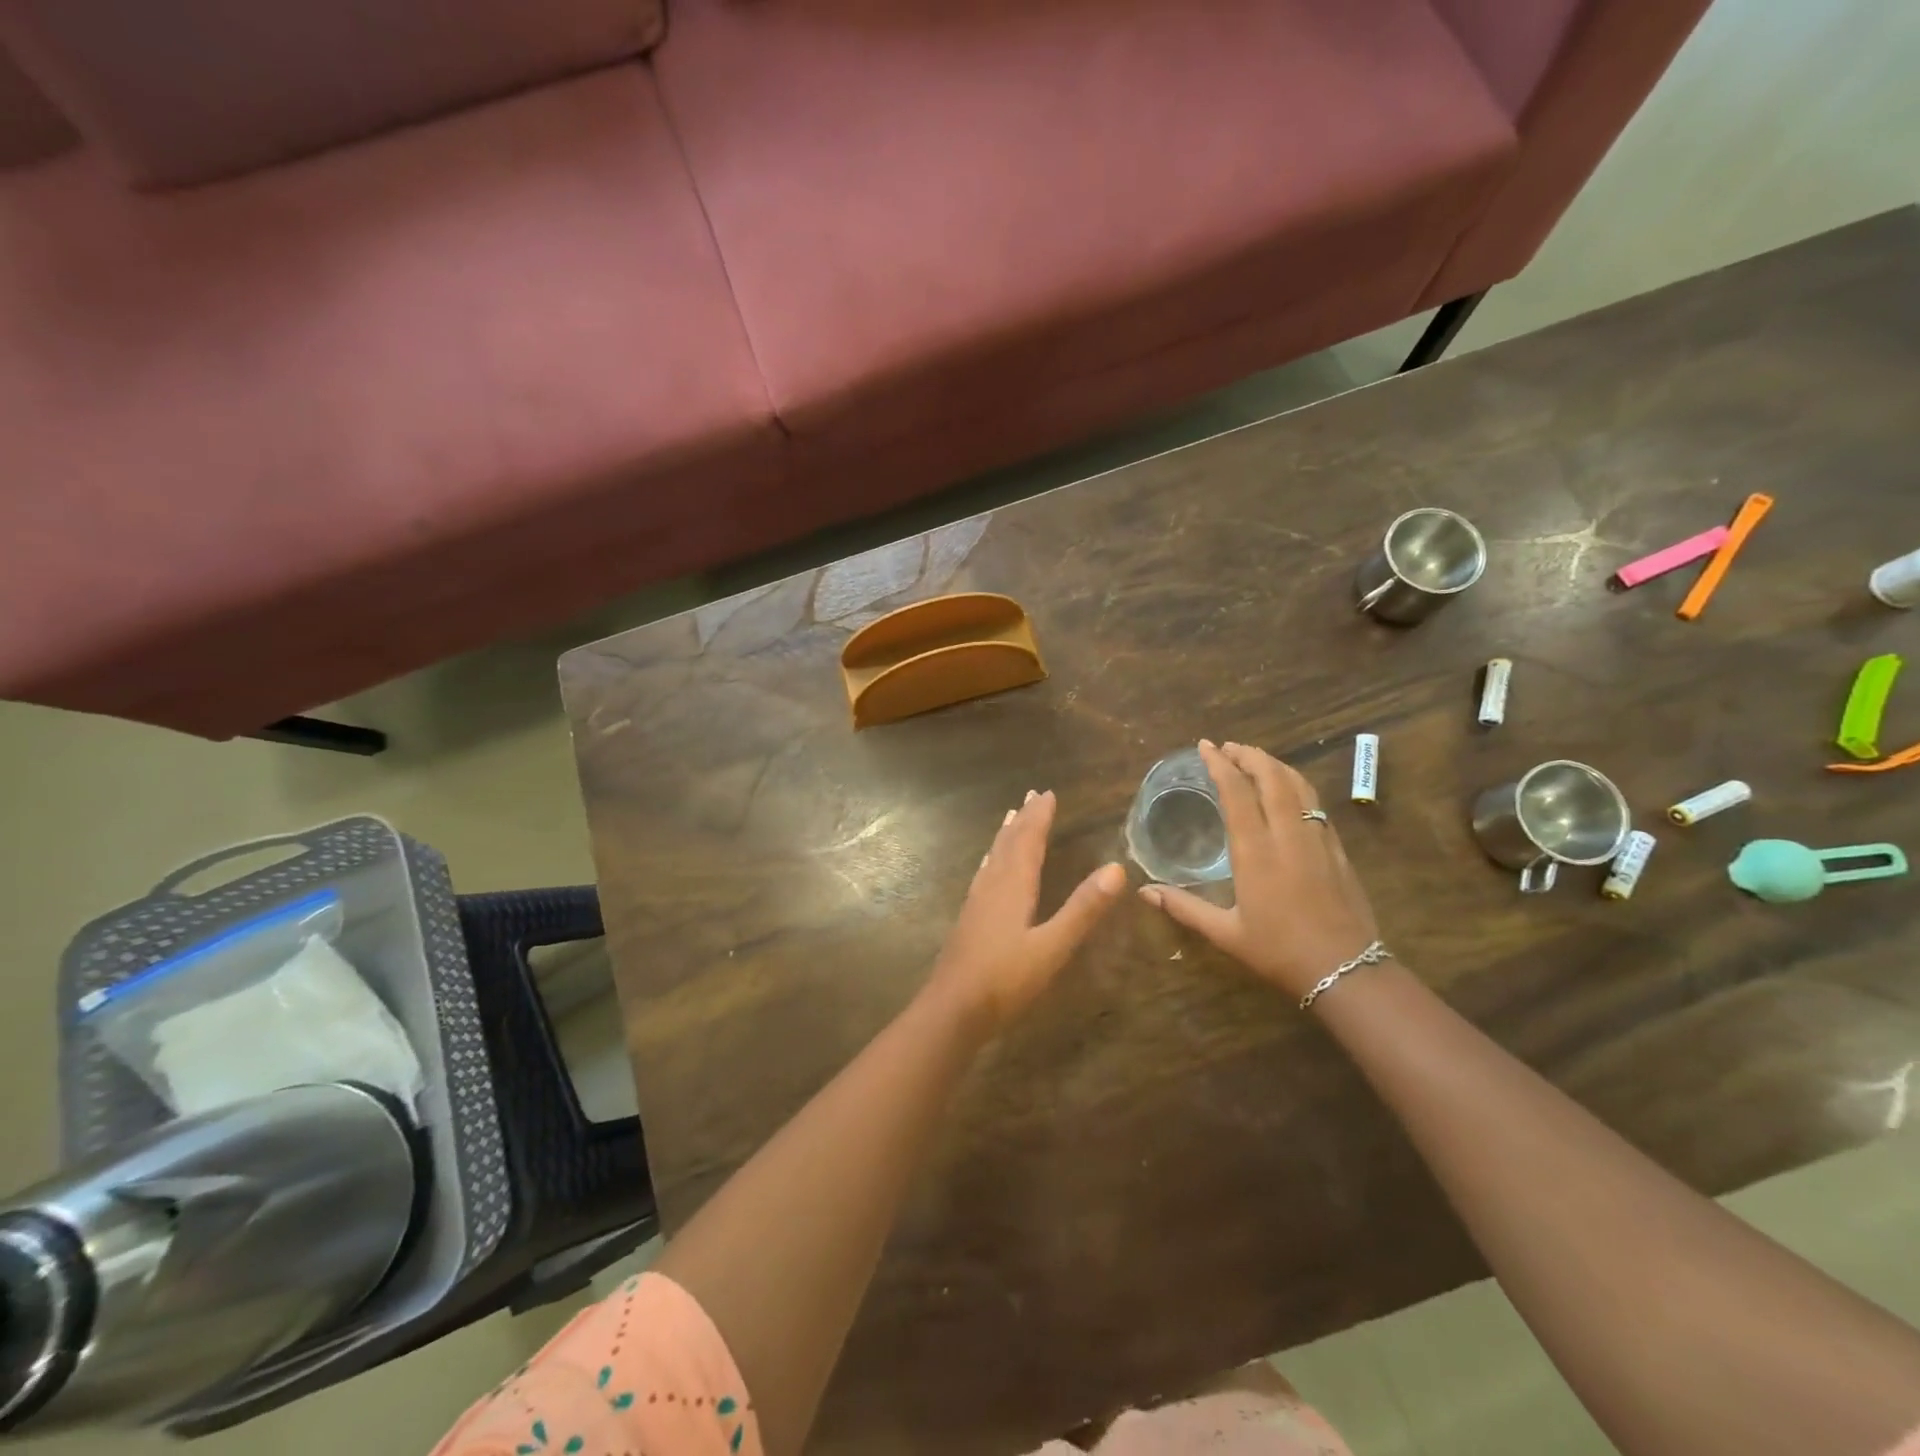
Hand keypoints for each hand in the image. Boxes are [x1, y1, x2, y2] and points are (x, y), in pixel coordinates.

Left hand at [924, 790, 1125, 1035]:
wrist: (952, 1009)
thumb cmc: (1005, 980)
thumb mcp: (1052, 947)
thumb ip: (1082, 909)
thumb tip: (1117, 869)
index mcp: (1013, 886)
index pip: (1028, 841)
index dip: (1039, 817)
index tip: (1048, 794)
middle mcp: (993, 885)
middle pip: (1009, 843)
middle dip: (1023, 819)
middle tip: (1032, 795)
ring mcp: (977, 902)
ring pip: (994, 857)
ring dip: (1006, 835)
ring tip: (1011, 817)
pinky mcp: (969, 918)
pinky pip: (984, 874)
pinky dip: (992, 860)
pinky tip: (988, 867)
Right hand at [1139, 741, 1378, 1000]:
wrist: (1347, 970)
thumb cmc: (1279, 951)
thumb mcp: (1226, 933)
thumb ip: (1184, 908)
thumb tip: (1144, 891)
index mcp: (1255, 851)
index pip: (1236, 792)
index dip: (1220, 765)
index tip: (1206, 747)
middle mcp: (1286, 835)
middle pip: (1271, 778)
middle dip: (1249, 755)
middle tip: (1228, 747)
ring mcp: (1316, 838)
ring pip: (1298, 786)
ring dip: (1275, 765)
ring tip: (1255, 758)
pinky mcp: (1337, 848)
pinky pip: (1314, 803)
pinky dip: (1296, 785)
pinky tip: (1288, 791)